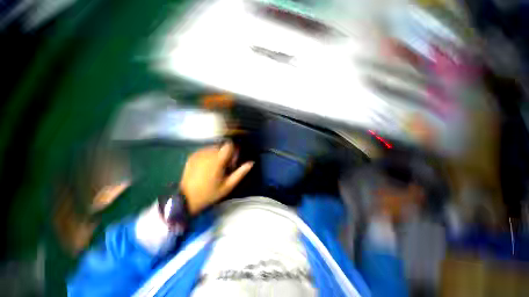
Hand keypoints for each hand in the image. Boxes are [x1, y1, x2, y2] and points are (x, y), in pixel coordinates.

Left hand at [180, 141, 252, 214]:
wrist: (186, 199)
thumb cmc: (210, 193)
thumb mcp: (228, 186)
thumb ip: (241, 173)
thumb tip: (251, 162)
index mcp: (217, 160)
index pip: (229, 145)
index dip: (234, 150)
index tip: (233, 161)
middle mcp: (207, 154)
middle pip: (222, 147)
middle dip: (226, 154)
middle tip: (225, 168)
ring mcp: (198, 154)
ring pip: (214, 148)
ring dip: (218, 155)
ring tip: (215, 168)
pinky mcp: (192, 156)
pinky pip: (205, 150)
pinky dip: (209, 155)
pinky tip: (207, 167)